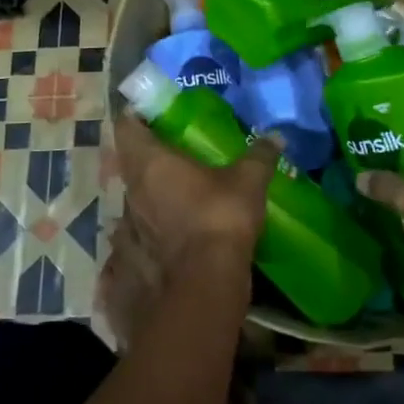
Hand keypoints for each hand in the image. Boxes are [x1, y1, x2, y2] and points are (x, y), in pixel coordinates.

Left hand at [113, 114, 278, 281]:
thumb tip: (277, 136)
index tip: (153, 115)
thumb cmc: (220, 220)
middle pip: (130, 165)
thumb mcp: (248, 182)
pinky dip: (144, 237)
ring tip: (174, 200)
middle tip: (175, 157)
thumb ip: (260, 155)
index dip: (136, 117)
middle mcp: (131, 192)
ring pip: (132, 203)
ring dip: (148, 198)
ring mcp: (126, 230)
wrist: (204, 288)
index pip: (126, 126)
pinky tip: (165, 241)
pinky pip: (131, 241)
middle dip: (148, 159)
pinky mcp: (127, 264)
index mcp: (150, 163)